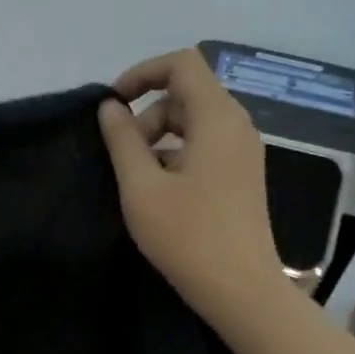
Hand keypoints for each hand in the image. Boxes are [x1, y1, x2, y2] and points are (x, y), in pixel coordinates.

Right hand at [97, 49, 284, 328]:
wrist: (241, 289)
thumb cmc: (187, 236)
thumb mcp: (141, 188)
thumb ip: (123, 141)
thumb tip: (110, 108)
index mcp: (216, 118)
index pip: (181, 64)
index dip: (142, 73)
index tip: (112, 105)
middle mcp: (237, 126)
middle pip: (186, 95)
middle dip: (147, 116)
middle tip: (122, 158)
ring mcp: (244, 152)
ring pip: (195, 123)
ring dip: (159, 139)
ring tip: (138, 181)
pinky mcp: (243, 177)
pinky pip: (206, 147)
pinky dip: (177, 155)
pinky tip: (160, 193)